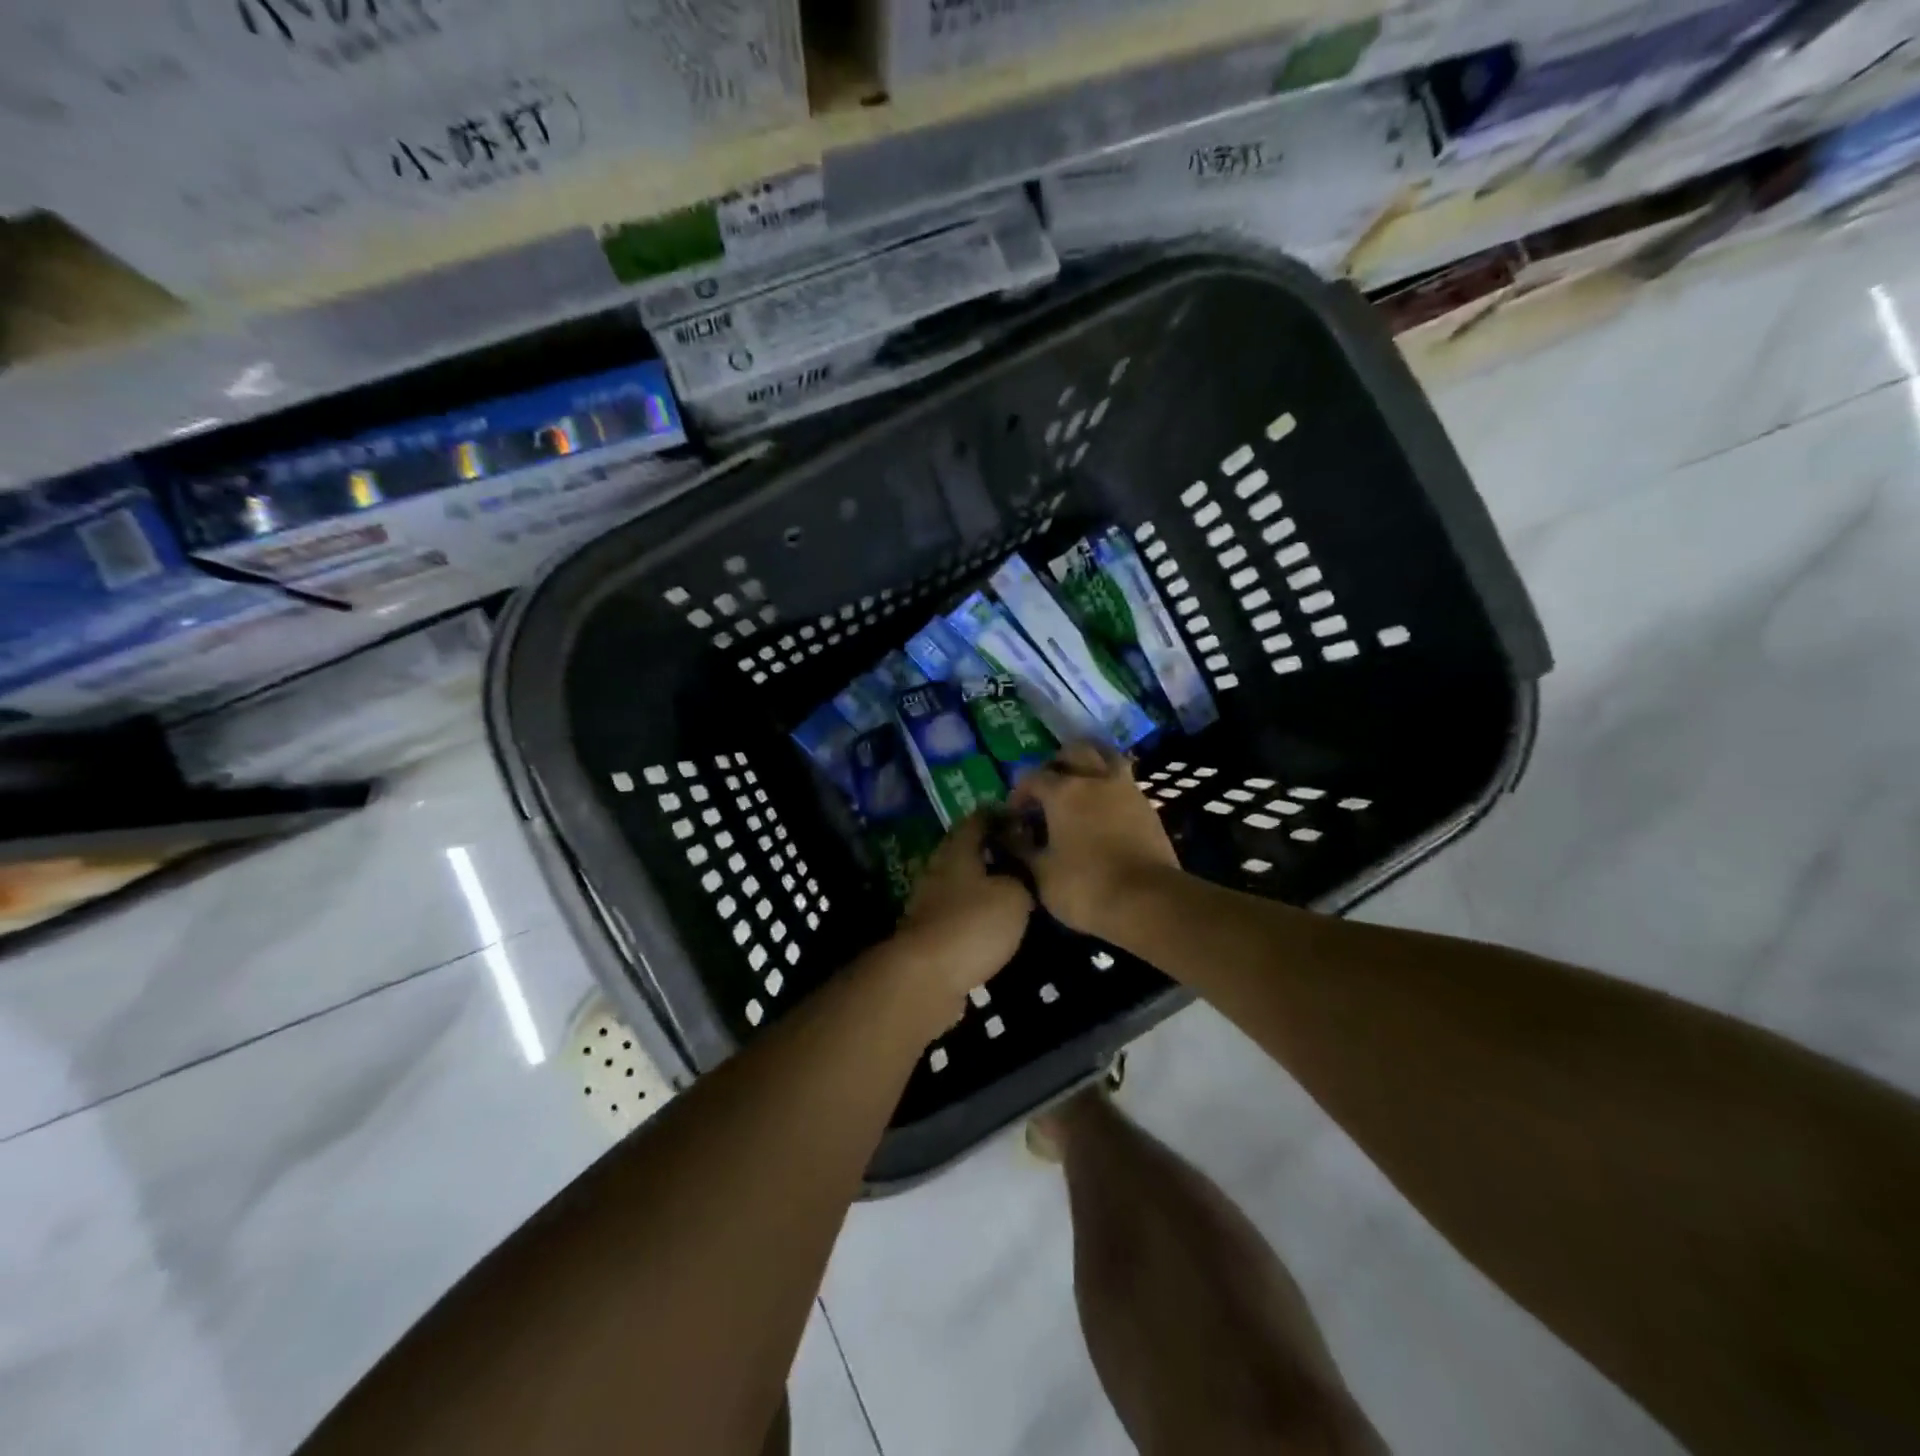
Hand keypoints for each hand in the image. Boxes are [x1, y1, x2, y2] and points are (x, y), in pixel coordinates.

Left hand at [887, 814, 1032, 1027]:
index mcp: (957, 851)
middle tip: (1021, 855)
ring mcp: (928, 902)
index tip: (1022, 818)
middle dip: (990, 849)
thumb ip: (1021, 878)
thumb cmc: (973, 924)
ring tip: (1012, 889)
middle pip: (964, 849)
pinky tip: (992, 921)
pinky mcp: (928, 932)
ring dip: (982, 882)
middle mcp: (938, 869)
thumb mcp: (1014, 896)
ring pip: (959, 881)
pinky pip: (955, 911)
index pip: (977, 819)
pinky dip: (973, 911)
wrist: (926, 977)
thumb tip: (1020, 872)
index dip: (999, 815)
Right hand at [1006, 744, 1179, 936]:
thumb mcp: (1041, 874)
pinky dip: (1110, 786)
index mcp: (1063, 792)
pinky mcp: (1148, 807)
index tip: (1015, 813)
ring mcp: (1126, 790)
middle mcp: (1095, 780)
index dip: (1020, 792)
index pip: (1033, 777)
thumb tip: (1009, 835)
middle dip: (1057, 763)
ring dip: (1091, 764)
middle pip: (1075, 751)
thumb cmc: (1085, 886)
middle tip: (1049, 786)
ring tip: (1081, 785)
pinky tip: (1104, 807)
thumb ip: (1022, 849)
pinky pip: (1125, 782)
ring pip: (1107, 757)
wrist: (1148, 901)